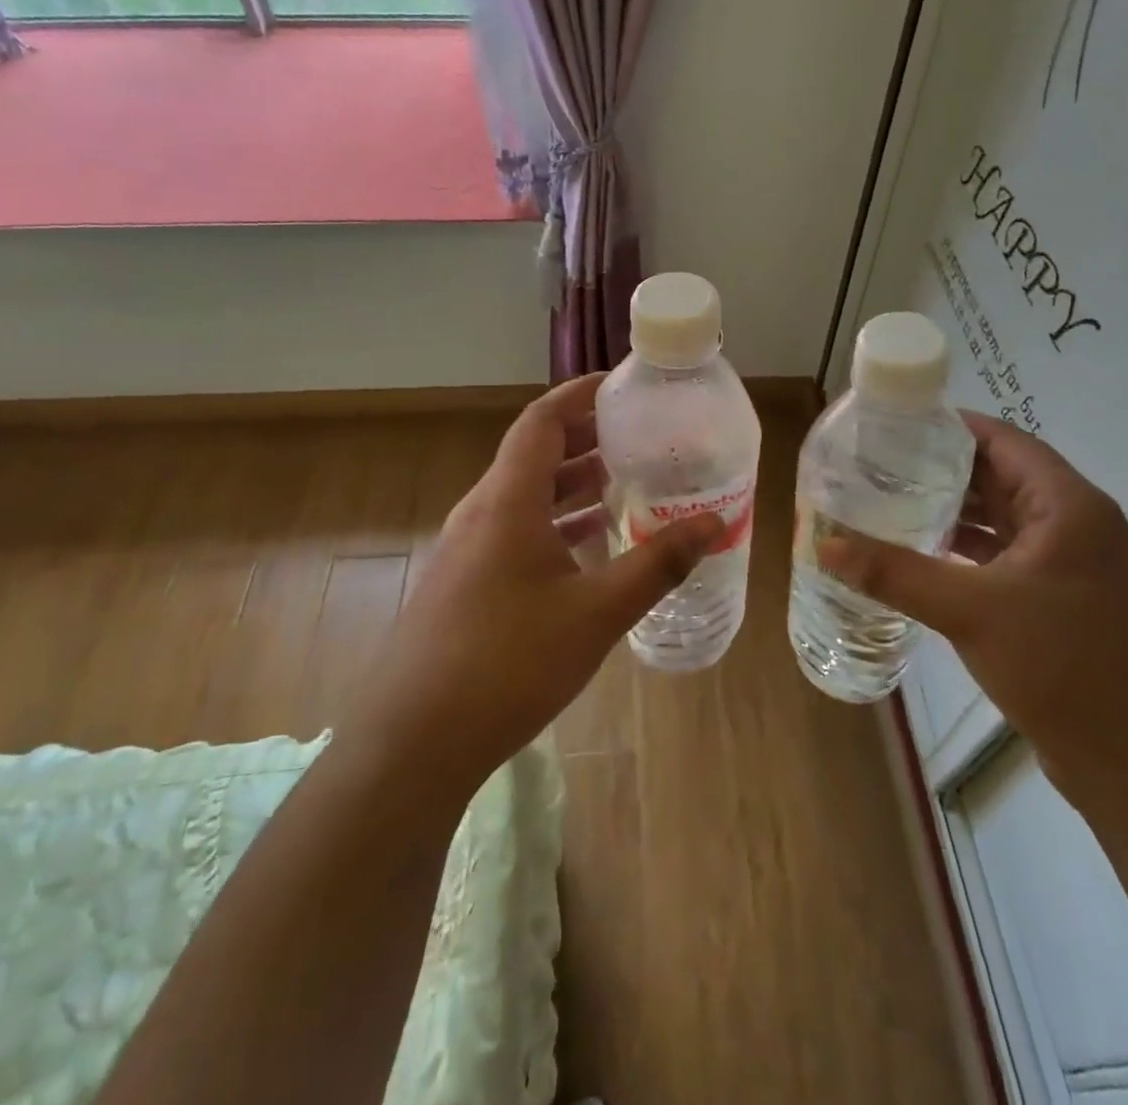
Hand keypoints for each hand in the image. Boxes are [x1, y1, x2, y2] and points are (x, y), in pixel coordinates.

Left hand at [356, 374, 721, 796]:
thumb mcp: (597, 612)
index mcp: (507, 500)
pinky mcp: (462, 582)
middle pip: (533, 454)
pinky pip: (513, 531)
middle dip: (585, 439)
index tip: (621, 386)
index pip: (542, 421)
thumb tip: (713, 523)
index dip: (579, 394)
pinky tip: (586, 548)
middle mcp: (481, 512)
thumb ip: (657, 563)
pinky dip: (553, 523)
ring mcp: (466, 549)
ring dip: (570, 484)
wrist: (415, 741)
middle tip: (637, 437)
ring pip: (524, 496)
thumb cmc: (509, 663)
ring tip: (622, 484)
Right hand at [820, 412, 1127, 805]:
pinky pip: (1006, 558)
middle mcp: (1074, 525)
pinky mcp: (1063, 602)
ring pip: (1002, 520)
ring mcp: (1072, 566)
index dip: (947, 427)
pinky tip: (922, 558)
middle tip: (876, 466)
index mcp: (1066, 506)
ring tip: (888, 504)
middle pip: (999, 476)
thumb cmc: (1065, 667)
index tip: (891, 426)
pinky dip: (966, 552)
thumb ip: (894, 574)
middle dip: (939, 470)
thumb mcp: (970, 612)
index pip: (1001, 440)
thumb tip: (824, 545)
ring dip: (952, 513)